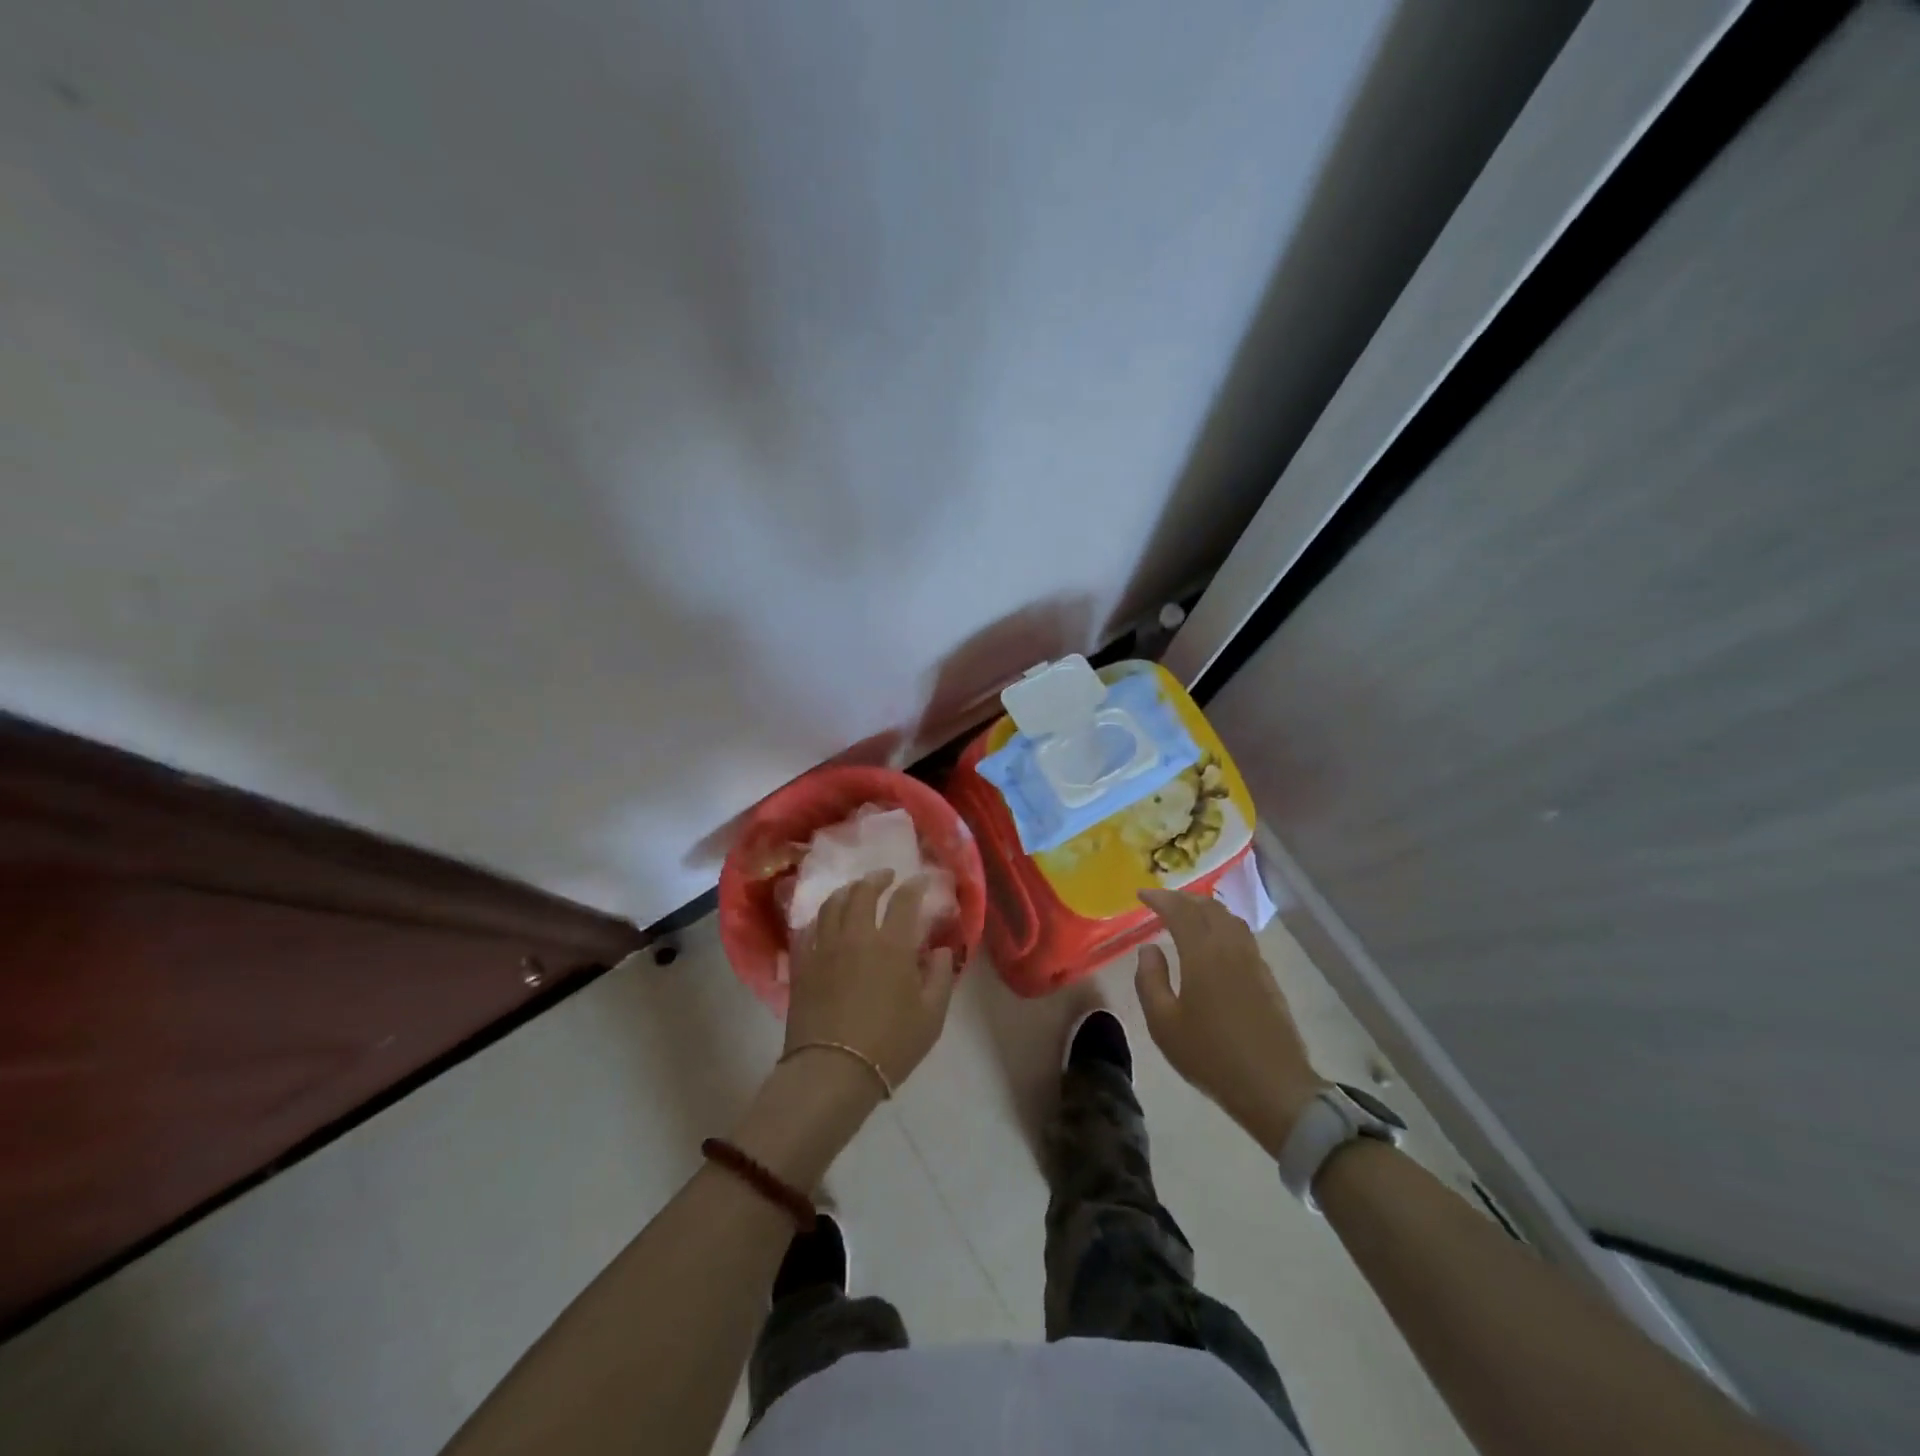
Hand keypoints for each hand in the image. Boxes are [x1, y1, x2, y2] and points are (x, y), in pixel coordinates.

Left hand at [785, 871, 957, 1093]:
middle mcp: (857, 935)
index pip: (905, 900)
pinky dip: (821, 916)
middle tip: (886, 876)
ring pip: (833, 903)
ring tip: (855, 890)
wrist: (832, 1070)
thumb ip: (940, 976)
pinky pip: (809, 928)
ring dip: (848, 890)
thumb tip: (940, 950)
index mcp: (893, 944)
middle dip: (877, 878)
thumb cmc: (890, 1045)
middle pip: (863, 891)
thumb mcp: (932, 1016)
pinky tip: (826, 920)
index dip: (915, 885)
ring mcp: (825, 946)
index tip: (921, 880)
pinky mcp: (802, 963)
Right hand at [1135, 888, 1325, 1158]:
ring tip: (1187, 915)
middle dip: (1183, 898)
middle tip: (1162, 902)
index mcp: (1202, 953)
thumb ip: (1150, 980)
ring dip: (1205, 909)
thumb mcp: (1163, 1024)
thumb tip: (1149, 949)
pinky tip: (1215, 942)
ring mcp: (1254, 961)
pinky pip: (1242, 935)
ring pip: (1229, 919)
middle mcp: (1230, 947)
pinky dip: (1222, 926)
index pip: (1180, 910)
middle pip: (1208, 908)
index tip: (1141, 894)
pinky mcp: (1267, 977)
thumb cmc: (1210, 1055)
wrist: (1275, 1087)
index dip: (1160, 897)